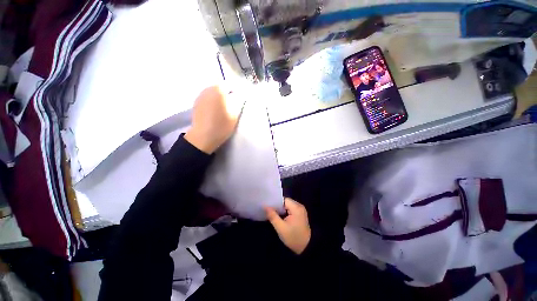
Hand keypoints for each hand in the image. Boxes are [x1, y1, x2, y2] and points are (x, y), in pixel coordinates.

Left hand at [185, 85, 243, 153]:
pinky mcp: (197, 103)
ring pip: (214, 92)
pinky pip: (208, 97)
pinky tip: (215, 110)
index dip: (237, 91)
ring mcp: (201, 95)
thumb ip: (238, 101)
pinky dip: (213, 101)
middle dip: (228, 93)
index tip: (240, 99)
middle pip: (221, 87)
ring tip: (224, 107)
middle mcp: (208, 89)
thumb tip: (239, 95)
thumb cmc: (222, 125)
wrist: (204, 136)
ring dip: (220, 97)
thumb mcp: (235, 114)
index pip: (231, 85)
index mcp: (219, 90)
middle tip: (233, 104)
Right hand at [265, 198, 310, 254]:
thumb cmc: (293, 237)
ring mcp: (300, 210)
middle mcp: (299, 206)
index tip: (267, 205)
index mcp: (296, 207)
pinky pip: (290, 209)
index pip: (283, 200)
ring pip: (287, 206)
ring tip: (272, 213)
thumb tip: (265, 206)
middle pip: (285, 202)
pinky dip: (285, 212)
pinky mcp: (300, 215)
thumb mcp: (281, 228)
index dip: (275, 202)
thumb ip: (272, 216)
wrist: (307, 248)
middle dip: (277, 206)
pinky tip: (279, 216)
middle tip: (268, 210)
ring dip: (280, 210)